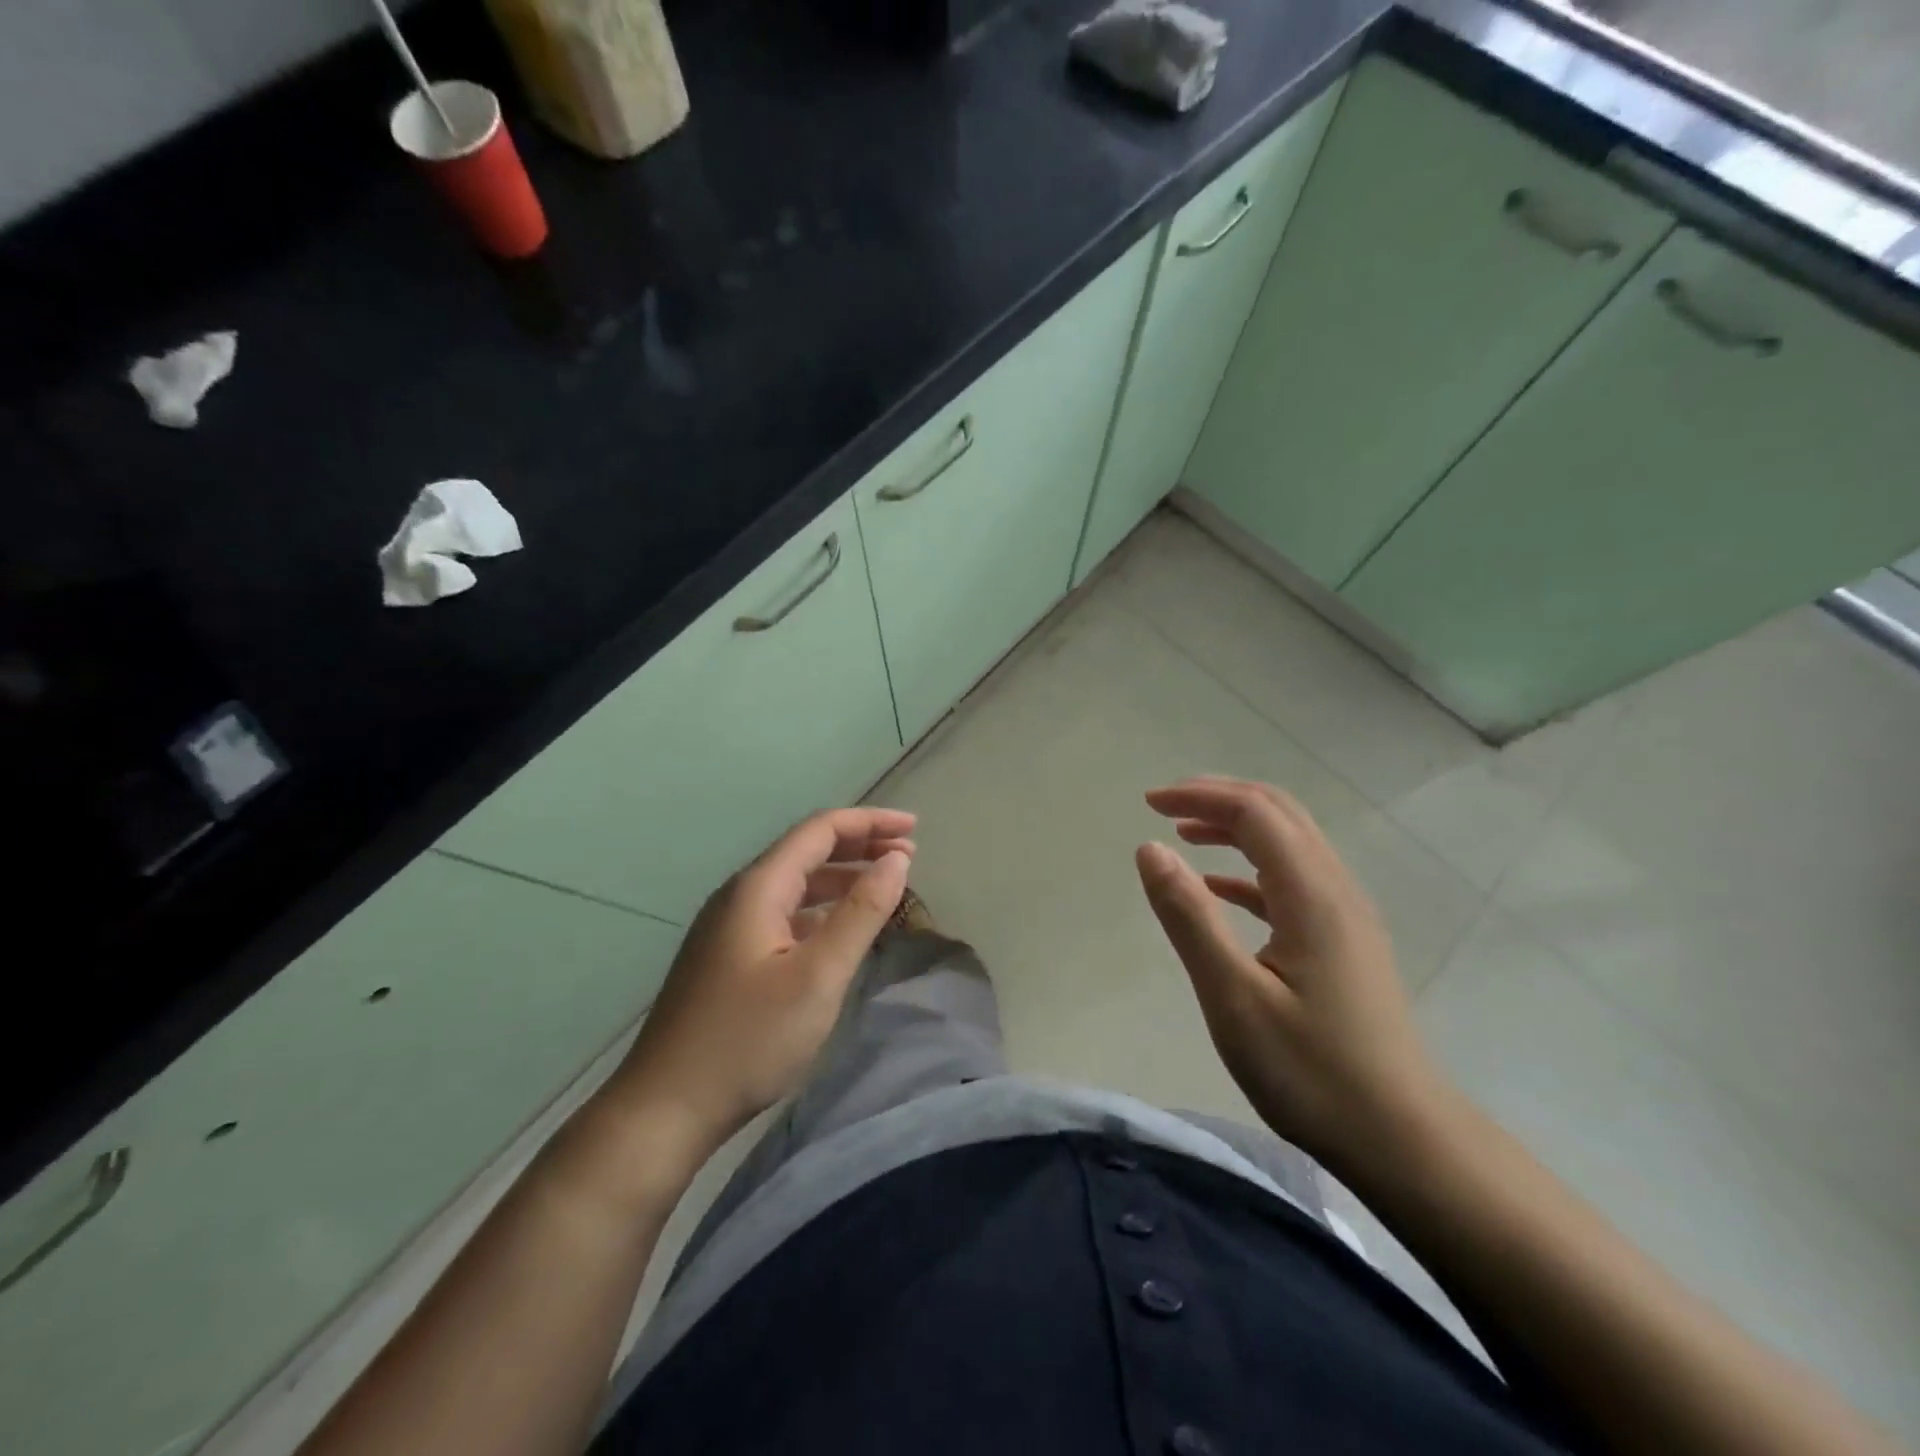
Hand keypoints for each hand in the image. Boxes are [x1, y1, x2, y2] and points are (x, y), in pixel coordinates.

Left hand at [612, 807, 916, 1156]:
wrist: (664, 1108)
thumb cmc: (748, 1040)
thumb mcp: (818, 976)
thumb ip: (861, 913)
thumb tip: (897, 859)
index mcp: (758, 887)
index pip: (820, 830)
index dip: (870, 822)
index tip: (915, 828)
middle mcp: (740, 895)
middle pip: (806, 851)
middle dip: (859, 845)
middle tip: (908, 853)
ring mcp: (728, 926)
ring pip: (794, 883)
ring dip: (842, 876)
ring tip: (885, 883)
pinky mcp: (727, 956)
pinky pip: (783, 912)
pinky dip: (821, 908)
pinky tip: (840, 928)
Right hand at [1135, 776, 1449, 1177]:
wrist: (1403, 1140)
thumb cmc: (1311, 1071)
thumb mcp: (1233, 997)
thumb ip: (1190, 917)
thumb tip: (1150, 849)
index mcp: (1311, 894)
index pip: (1254, 812)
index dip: (1199, 796)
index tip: (1148, 803)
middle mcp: (1335, 889)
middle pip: (1279, 813)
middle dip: (1219, 798)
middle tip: (1164, 806)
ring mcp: (1345, 915)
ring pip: (1289, 842)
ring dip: (1236, 826)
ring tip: (1185, 835)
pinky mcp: (1344, 941)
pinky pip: (1293, 880)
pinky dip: (1250, 867)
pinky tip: (1219, 888)